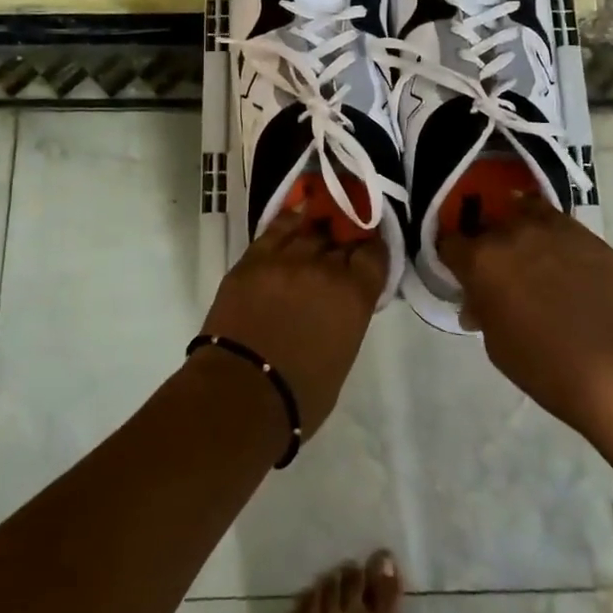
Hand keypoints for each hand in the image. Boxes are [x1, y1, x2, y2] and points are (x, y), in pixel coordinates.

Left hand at [200, 206, 385, 438]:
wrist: (239, 393)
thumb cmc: (299, 395)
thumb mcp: (342, 355)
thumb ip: (347, 317)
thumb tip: (340, 303)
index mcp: (354, 296)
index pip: (374, 255)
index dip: (372, 249)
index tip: (368, 250)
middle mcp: (325, 269)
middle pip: (341, 239)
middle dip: (344, 240)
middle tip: (342, 243)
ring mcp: (286, 259)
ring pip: (310, 229)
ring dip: (318, 230)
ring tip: (318, 229)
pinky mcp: (253, 259)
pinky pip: (276, 228)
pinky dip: (289, 221)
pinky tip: (294, 218)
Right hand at [440, 195, 612, 442]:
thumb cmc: (542, 364)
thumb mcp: (494, 343)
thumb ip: (482, 309)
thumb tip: (479, 301)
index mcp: (480, 259)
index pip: (449, 242)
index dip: (452, 257)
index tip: (460, 271)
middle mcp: (511, 232)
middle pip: (487, 223)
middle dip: (486, 242)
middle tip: (498, 268)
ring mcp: (552, 228)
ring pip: (524, 209)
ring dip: (520, 226)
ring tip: (529, 250)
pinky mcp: (587, 235)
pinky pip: (560, 224)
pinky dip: (553, 236)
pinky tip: (563, 261)